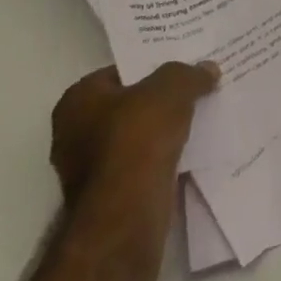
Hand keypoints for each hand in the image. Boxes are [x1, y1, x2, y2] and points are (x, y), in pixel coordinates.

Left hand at [49, 61, 219, 203]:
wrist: (126, 214)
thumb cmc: (138, 137)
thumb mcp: (173, 87)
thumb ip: (190, 74)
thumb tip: (207, 69)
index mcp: (77, 101)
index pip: (119, 72)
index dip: (151, 67)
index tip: (181, 67)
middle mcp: (73, 134)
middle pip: (127, 106)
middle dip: (158, 101)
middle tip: (194, 89)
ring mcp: (88, 170)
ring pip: (135, 137)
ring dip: (162, 131)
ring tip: (199, 116)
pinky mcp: (107, 198)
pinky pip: (141, 165)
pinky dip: (161, 157)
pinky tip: (189, 149)